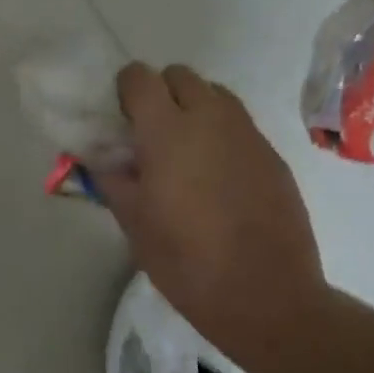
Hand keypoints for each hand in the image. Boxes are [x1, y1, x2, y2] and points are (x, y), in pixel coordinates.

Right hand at [94, 63, 331, 361]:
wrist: (267, 297)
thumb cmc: (186, 260)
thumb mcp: (132, 221)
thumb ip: (111, 177)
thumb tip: (100, 156)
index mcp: (166, 130)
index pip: (139, 77)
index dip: (125, 90)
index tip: (120, 118)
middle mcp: (210, 119)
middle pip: (180, 75)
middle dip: (161, 92)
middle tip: (150, 132)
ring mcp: (247, 135)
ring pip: (215, 94)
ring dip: (194, 107)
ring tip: (185, 149)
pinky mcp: (273, 156)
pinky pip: (240, 125)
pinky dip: (222, 134)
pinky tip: (217, 176)